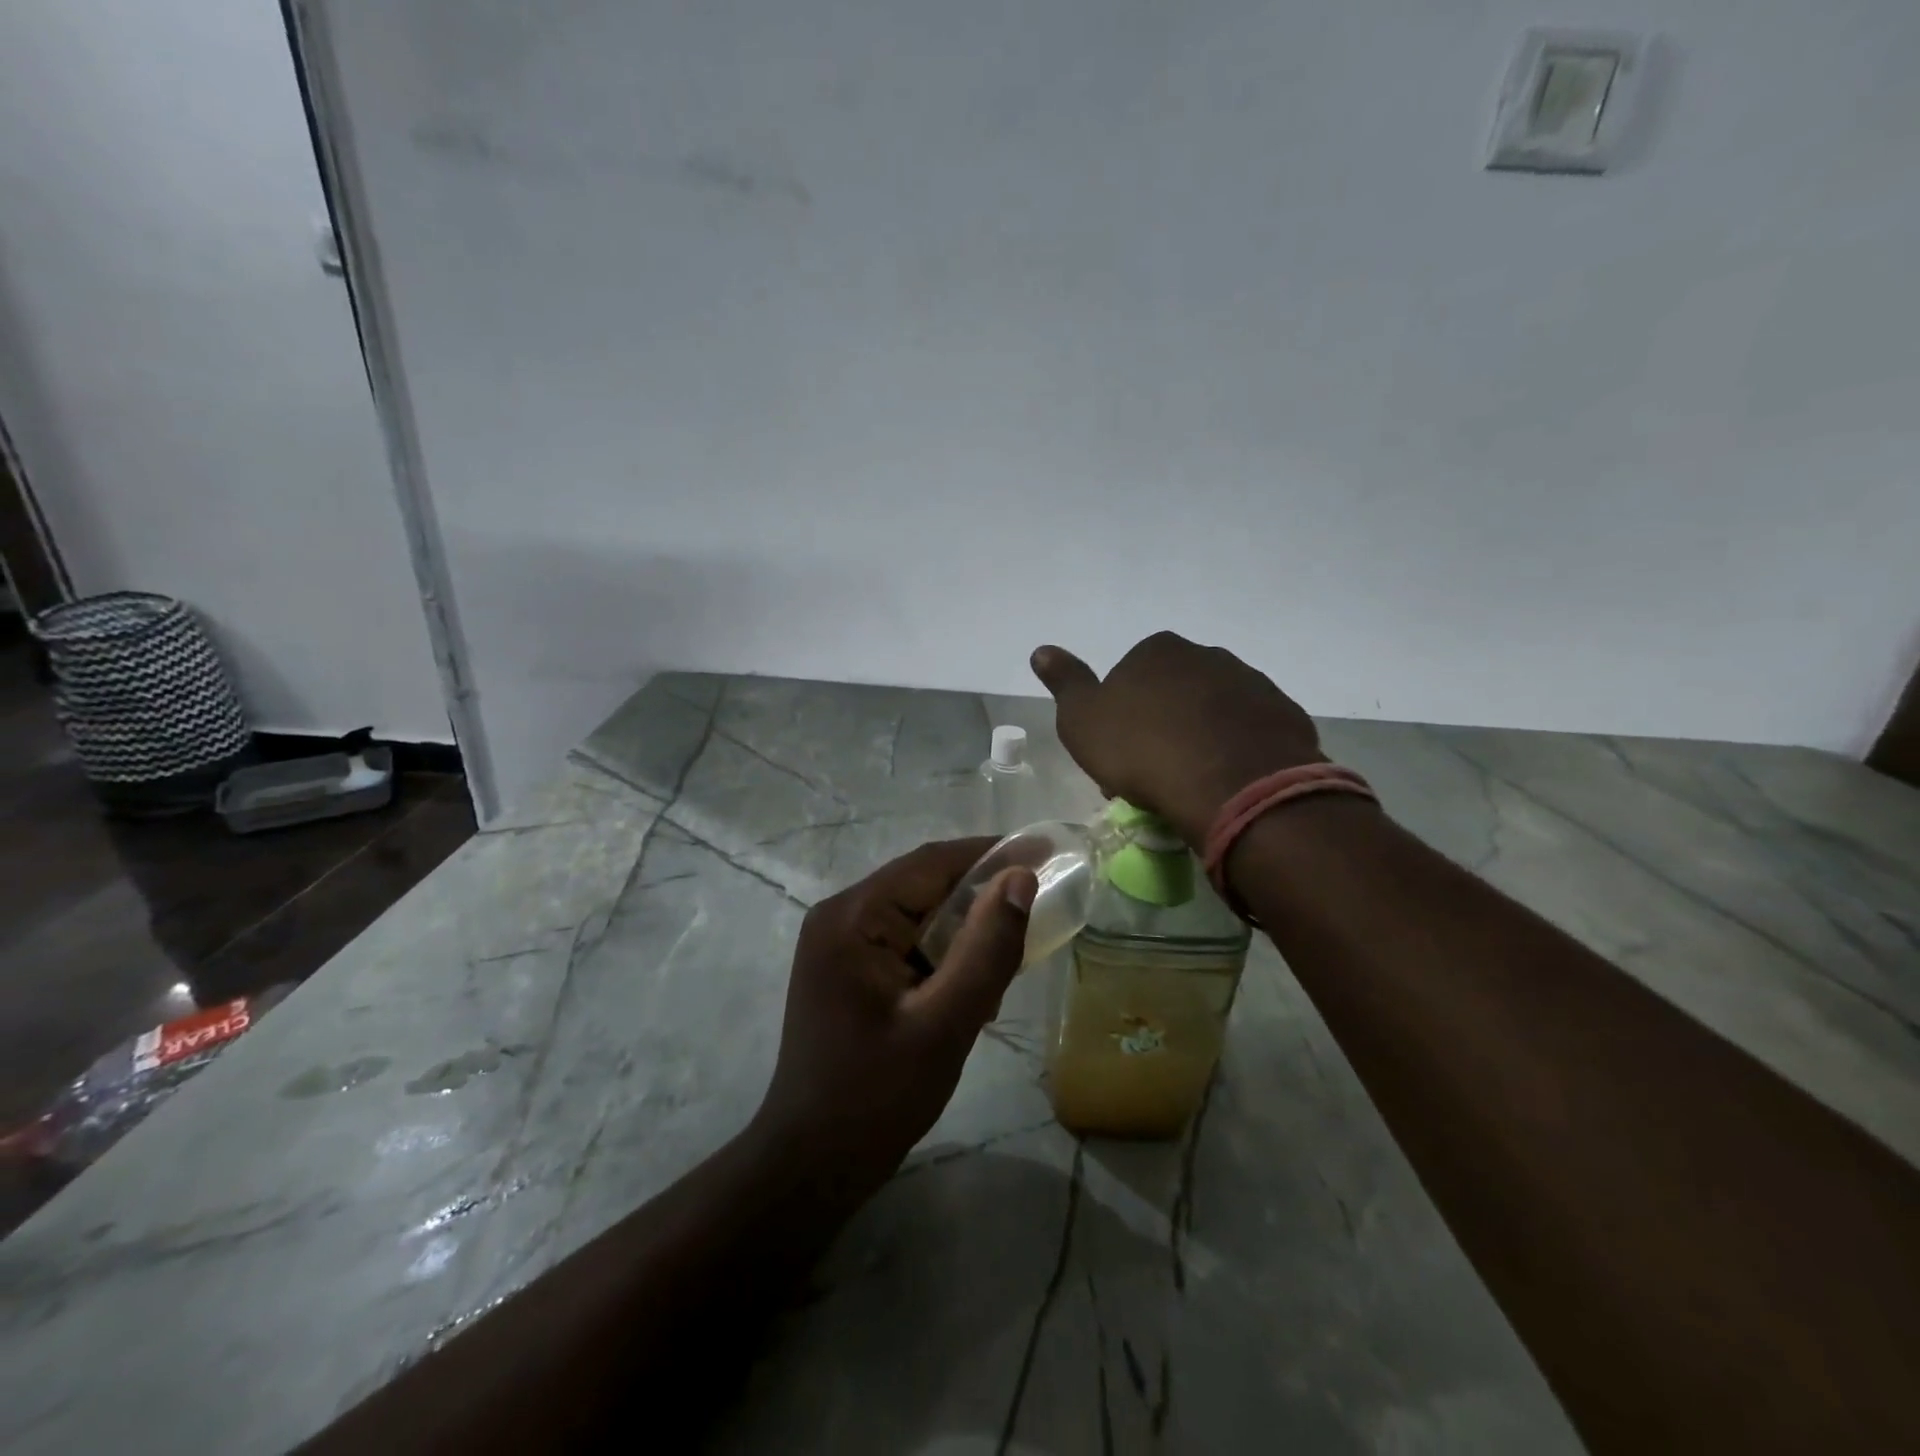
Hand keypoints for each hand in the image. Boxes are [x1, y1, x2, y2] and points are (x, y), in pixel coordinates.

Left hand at [751, 839, 1037, 1204]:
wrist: (812, 1166)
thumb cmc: (876, 1097)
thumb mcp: (944, 1023)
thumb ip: (986, 948)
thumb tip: (1020, 878)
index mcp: (852, 917)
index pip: (930, 864)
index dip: (991, 854)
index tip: (1046, 852)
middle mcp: (841, 917)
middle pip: (924, 885)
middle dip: (981, 896)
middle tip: (1038, 910)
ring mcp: (841, 944)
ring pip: (920, 915)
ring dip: (966, 930)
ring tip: (1009, 959)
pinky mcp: (850, 970)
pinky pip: (908, 942)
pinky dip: (945, 955)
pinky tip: (972, 986)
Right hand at [1032, 631, 1324, 846]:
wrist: (1231, 784)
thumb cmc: (1143, 750)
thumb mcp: (1083, 721)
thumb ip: (1065, 683)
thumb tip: (1041, 650)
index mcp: (1157, 651)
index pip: (1130, 677)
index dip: (1120, 717)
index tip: (1118, 755)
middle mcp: (1207, 656)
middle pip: (1174, 692)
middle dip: (1162, 725)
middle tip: (1151, 774)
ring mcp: (1251, 683)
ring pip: (1213, 711)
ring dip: (1200, 737)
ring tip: (1190, 784)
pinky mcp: (1284, 716)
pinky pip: (1249, 733)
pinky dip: (1235, 751)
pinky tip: (1225, 783)